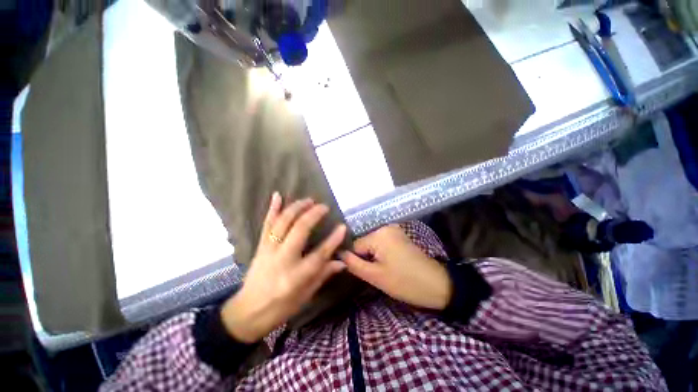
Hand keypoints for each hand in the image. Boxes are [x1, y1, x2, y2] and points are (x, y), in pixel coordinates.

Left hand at [220, 193, 346, 342]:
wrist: (247, 313)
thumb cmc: (280, 308)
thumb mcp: (306, 296)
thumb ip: (324, 275)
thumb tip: (342, 262)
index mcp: (296, 276)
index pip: (320, 254)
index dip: (333, 239)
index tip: (343, 226)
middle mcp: (283, 259)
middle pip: (300, 230)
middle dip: (313, 215)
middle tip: (324, 207)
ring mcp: (269, 250)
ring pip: (283, 222)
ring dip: (296, 208)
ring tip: (308, 200)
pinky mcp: (260, 247)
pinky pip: (267, 224)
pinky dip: (272, 209)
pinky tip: (277, 195)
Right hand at [341, 225, 451, 309]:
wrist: (437, 284)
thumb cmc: (405, 282)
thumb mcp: (375, 276)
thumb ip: (354, 264)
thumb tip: (338, 254)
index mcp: (378, 234)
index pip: (354, 245)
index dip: (356, 261)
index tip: (364, 273)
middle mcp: (385, 227)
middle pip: (363, 243)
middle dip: (365, 258)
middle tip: (376, 274)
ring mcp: (393, 230)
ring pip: (372, 244)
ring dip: (373, 257)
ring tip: (383, 270)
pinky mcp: (399, 235)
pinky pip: (381, 243)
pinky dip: (381, 253)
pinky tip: (389, 264)